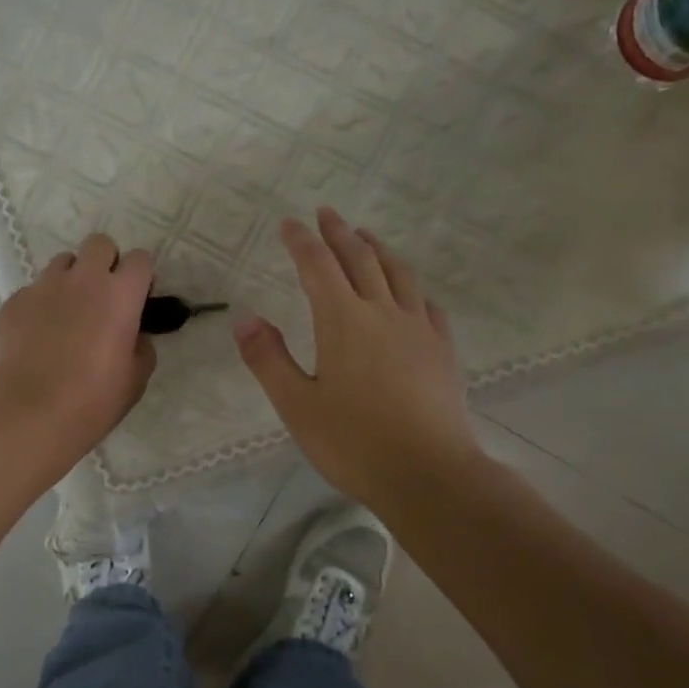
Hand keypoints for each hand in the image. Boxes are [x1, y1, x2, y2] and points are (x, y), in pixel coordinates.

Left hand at [0, 233, 157, 474]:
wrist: (28, 415)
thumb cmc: (92, 401)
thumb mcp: (135, 380)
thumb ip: (141, 347)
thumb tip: (134, 336)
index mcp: (120, 294)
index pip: (140, 259)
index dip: (140, 276)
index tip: (137, 299)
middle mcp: (82, 279)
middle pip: (99, 243)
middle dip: (105, 262)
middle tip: (103, 296)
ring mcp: (43, 287)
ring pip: (62, 263)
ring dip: (71, 279)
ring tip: (67, 314)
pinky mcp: (13, 302)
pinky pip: (33, 291)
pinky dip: (40, 305)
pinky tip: (37, 337)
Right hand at [235, 207, 481, 514]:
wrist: (430, 474)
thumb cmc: (354, 442)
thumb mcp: (297, 405)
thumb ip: (269, 359)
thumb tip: (246, 319)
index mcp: (343, 321)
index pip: (318, 267)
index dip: (301, 242)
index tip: (289, 223)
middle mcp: (382, 313)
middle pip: (360, 259)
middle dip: (339, 233)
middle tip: (326, 213)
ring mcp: (418, 329)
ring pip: (398, 274)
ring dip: (378, 249)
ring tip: (366, 237)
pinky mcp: (442, 350)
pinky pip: (425, 304)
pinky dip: (410, 286)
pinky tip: (409, 292)